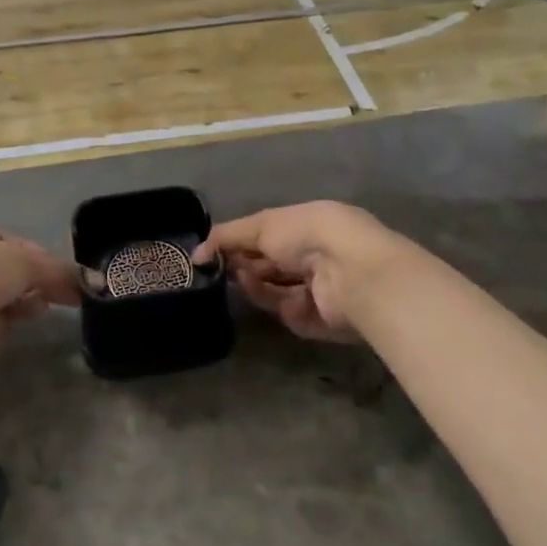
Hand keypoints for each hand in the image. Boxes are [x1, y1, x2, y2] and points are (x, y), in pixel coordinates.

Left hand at [0, 217, 79, 361]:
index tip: (62, 279)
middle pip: (4, 274)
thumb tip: (94, 282)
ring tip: (26, 313)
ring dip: (13, 308)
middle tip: (48, 300)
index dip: (39, 261)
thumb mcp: (25, 264)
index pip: (11, 243)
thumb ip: (59, 272)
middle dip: (28, 288)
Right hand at [196, 201, 402, 342]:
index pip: (265, 238)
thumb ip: (226, 237)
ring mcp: (319, 290)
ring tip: (248, 280)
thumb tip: (195, 253)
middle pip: (268, 268)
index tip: (213, 252)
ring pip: (275, 293)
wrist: (350, 271)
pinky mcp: (323, 320)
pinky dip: (285, 307)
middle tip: (223, 269)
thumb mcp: (261, 225)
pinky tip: (290, 300)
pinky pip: (292, 315)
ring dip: (258, 287)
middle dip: (245, 267)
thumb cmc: (306, 234)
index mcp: (304, 228)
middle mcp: (313, 257)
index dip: (239, 244)